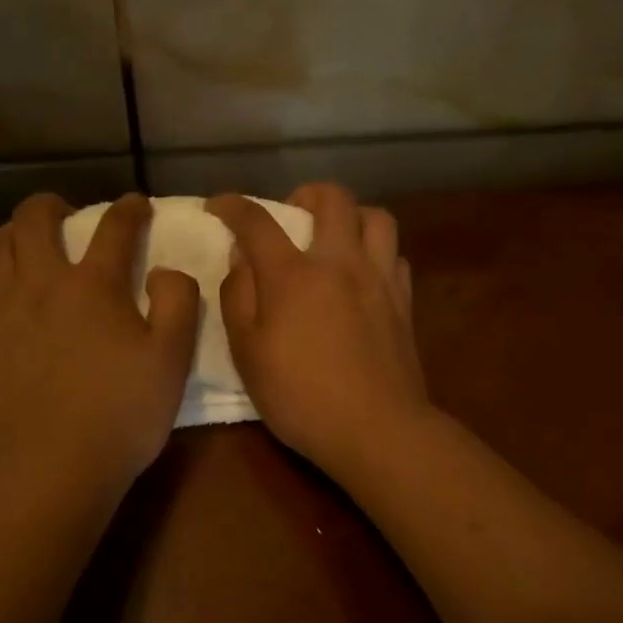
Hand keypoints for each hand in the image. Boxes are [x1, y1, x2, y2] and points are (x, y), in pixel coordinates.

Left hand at [0, 193, 199, 492]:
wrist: (53, 471)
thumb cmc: (122, 415)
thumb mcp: (172, 360)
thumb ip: (177, 302)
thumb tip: (164, 270)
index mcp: (93, 286)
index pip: (113, 227)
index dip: (129, 208)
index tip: (136, 204)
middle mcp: (41, 286)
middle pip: (33, 220)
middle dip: (51, 204)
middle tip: (65, 213)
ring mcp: (1, 314)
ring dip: (14, 235)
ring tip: (29, 247)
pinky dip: (3, 291)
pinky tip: (16, 317)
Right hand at [208, 184, 431, 480]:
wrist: (377, 429)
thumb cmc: (300, 396)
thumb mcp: (247, 353)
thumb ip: (238, 297)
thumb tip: (241, 257)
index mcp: (293, 275)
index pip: (257, 222)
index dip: (233, 206)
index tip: (218, 205)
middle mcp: (340, 263)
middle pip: (332, 198)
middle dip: (305, 193)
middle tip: (289, 214)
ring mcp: (379, 279)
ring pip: (375, 217)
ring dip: (350, 216)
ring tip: (333, 238)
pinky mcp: (404, 302)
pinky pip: (394, 254)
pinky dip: (375, 252)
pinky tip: (362, 275)